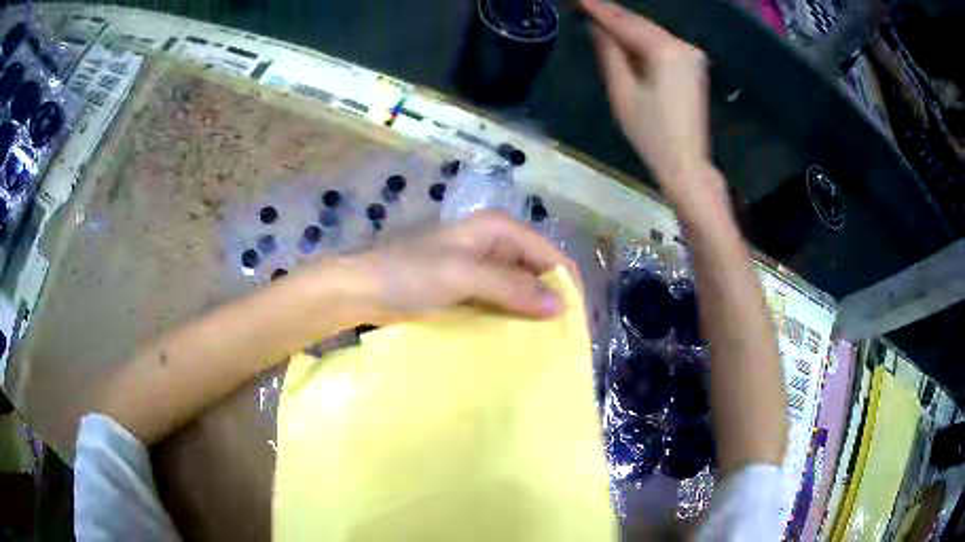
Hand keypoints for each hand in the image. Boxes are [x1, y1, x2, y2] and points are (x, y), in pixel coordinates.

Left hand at [342, 211, 578, 321]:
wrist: (358, 288)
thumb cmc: (408, 274)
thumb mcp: (462, 276)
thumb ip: (512, 288)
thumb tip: (560, 306)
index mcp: (499, 229)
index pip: (550, 255)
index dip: (566, 287)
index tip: (576, 325)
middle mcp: (494, 243)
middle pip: (537, 271)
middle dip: (550, 301)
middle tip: (562, 340)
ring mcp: (478, 266)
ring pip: (519, 288)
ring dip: (531, 313)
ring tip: (544, 345)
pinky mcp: (465, 287)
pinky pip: (499, 301)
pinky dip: (509, 317)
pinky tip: (516, 340)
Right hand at [580, 0, 710, 196]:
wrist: (687, 163)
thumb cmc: (651, 133)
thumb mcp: (622, 91)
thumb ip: (609, 53)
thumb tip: (597, 28)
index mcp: (665, 50)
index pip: (624, 22)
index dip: (598, 8)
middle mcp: (682, 45)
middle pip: (640, 23)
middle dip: (612, 12)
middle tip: (586, 3)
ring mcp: (691, 55)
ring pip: (651, 31)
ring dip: (625, 23)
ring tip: (597, 12)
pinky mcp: (693, 65)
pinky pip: (662, 42)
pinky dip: (641, 36)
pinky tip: (623, 32)